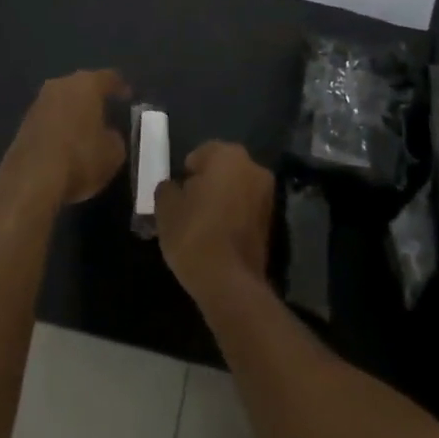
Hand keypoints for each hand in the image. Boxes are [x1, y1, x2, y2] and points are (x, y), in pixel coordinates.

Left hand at [0, 70, 128, 207]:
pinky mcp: (24, 124)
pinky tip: (65, 143)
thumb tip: (109, 136)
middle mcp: (62, 85)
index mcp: (87, 84)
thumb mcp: (113, 154)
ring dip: (73, 112)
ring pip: (63, 101)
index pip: (109, 77)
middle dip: (93, 97)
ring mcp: (39, 103)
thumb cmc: (79, 158)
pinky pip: (49, 119)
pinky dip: (59, 127)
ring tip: (85, 128)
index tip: (128, 95)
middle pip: (82, 85)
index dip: (120, 86)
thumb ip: (115, 139)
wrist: (30, 180)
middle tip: (105, 109)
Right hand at [154, 141, 273, 302]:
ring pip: (236, 189)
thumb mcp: (166, 209)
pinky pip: (246, 210)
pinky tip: (218, 238)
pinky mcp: (272, 222)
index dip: (186, 173)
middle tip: (188, 208)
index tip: (177, 194)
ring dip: (222, 200)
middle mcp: (252, 166)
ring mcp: (266, 194)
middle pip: (222, 169)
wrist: (230, 283)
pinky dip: (234, 218)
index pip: (201, 154)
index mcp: (227, 154)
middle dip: (206, 183)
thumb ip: (167, 189)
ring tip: (202, 226)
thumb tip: (173, 187)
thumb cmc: (194, 234)